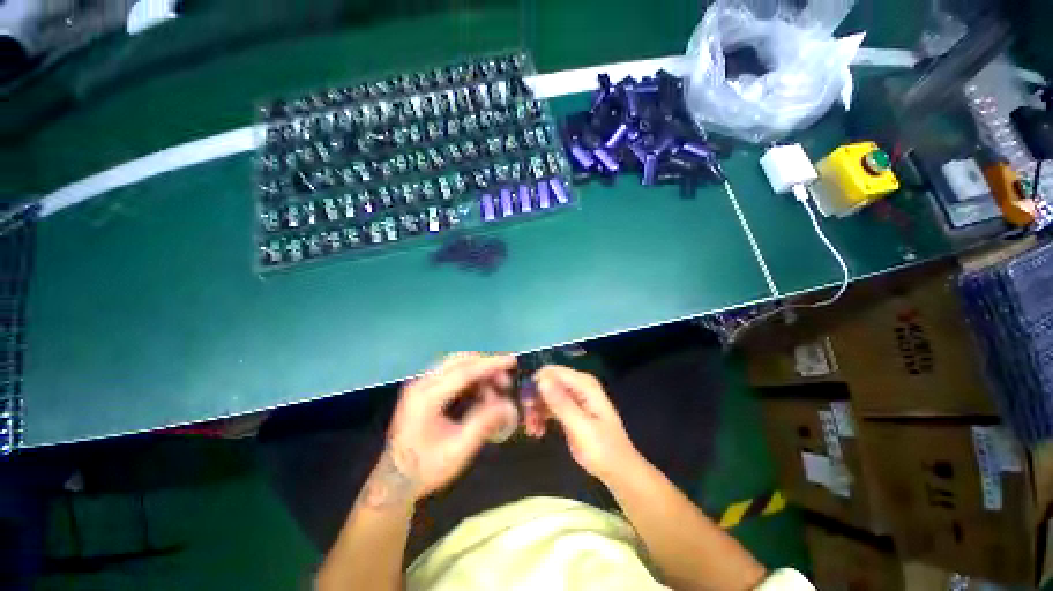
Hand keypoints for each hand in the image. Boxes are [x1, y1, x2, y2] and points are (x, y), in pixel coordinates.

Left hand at [367, 353, 515, 506]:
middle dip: (486, 365)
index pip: (464, 371)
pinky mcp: (424, 389)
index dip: (490, 364)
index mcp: (427, 397)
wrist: (394, 481)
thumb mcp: (459, 450)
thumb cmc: (426, 468)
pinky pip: (452, 374)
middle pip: (459, 361)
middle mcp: (421, 383)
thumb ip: (484, 423)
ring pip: (456, 365)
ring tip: (497, 389)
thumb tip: (509, 405)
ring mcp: (421, 384)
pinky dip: (470, 378)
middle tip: (506, 379)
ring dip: (479, 372)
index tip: (512, 361)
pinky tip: (481, 392)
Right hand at [528, 365, 640, 480]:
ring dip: (536, 410)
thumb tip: (541, 380)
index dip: (535, 384)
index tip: (525, 404)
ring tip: (532, 430)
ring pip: (545, 395)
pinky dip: (541, 416)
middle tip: (526, 421)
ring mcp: (574, 397)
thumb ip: (561, 402)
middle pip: (547, 382)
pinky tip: (537, 431)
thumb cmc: (603, 449)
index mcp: (584, 384)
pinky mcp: (570, 409)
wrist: (618, 471)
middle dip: (534, 399)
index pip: (551, 372)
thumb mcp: (581, 427)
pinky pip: (549, 406)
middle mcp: (578, 386)